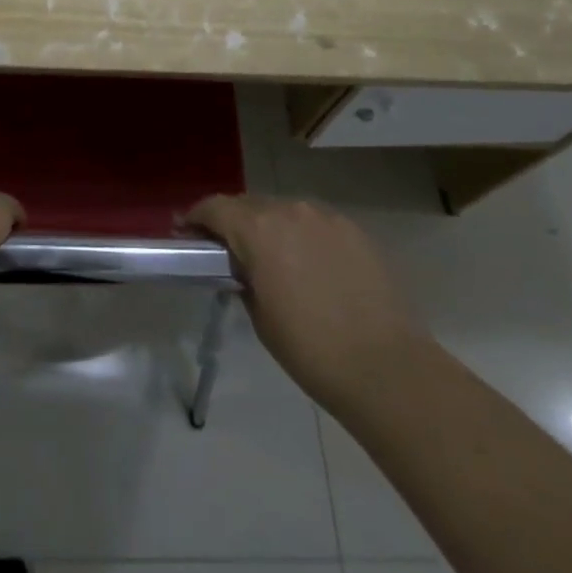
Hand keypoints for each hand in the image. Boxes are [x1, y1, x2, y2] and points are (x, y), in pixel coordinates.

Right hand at [185, 196, 424, 409]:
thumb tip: (242, 267)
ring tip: (269, 256)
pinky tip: (306, 263)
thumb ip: (243, 278)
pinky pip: (314, 222)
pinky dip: (301, 234)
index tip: (186, 231)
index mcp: (258, 230)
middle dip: (233, 221)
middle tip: (225, 248)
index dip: (196, 217)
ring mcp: (326, 217)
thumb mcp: (259, 315)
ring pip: (284, 210)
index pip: (215, 208)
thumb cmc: (310, 349)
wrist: (386, 367)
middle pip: (249, 205)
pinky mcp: (354, 230)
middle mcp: (290, 210)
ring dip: (268, 226)